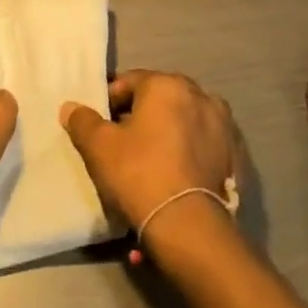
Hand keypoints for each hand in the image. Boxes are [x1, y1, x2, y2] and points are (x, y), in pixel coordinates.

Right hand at [59, 70, 238, 236]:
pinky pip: (203, 147)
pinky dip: (188, 155)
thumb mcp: (99, 146)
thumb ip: (82, 120)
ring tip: (149, 163)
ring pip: (184, 123)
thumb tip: (71, 107)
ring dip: (167, 134)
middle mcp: (201, 96)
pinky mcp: (236, 158)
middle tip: (121, 143)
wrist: (189, 226)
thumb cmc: (139, 173)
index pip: (130, 81)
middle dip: (140, 116)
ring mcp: (224, 127)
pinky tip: (174, 178)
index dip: (109, 101)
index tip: (98, 125)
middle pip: (160, 100)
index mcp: (168, 85)